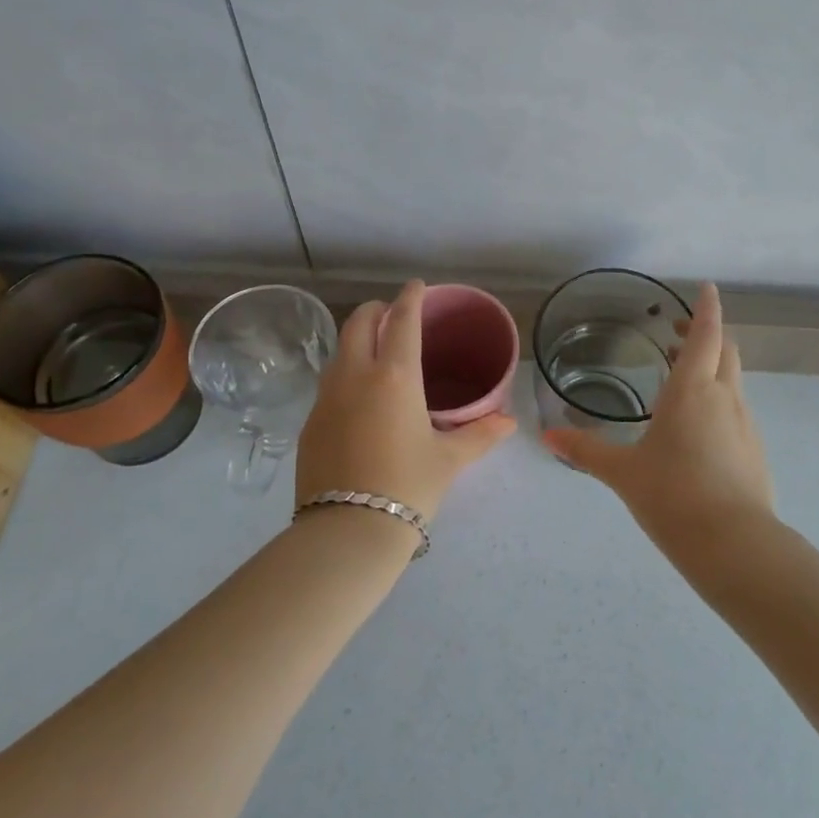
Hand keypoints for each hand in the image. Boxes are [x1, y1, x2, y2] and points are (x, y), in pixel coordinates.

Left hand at [295, 280, 516, 522]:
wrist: (347, 532)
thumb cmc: (408, 486)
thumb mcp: (449, 459)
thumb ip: (480, 434)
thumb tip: (508, 422)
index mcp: (395, 376)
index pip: (401, 320)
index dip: (411, 298)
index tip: (417, 286)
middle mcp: (355, 376)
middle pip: (358, 323)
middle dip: (376, 310)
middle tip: (393, 315)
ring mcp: (326, 398)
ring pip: (339, 351)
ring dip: (357, 340)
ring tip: (376, 352)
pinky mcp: (309, 423)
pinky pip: (328, 383)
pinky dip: (345, 373)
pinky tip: (359, 398)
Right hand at [540, 283, 774, 555]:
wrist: (735, 545)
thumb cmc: (673, 496)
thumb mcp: (623, 472)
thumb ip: (586, 450)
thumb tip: (547, 438)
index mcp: (692, 389)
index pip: (705, 334)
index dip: (706, 308)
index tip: (707, 288)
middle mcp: (724, 397)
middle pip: (725, 351)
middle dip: (707, 335)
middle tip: (679, 335)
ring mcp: (745, 424)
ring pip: (732, 381)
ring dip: (713, 369)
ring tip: (683, 381)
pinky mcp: (755, 451)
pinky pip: (737, 411)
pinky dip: (719, 402)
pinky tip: (698, 430)